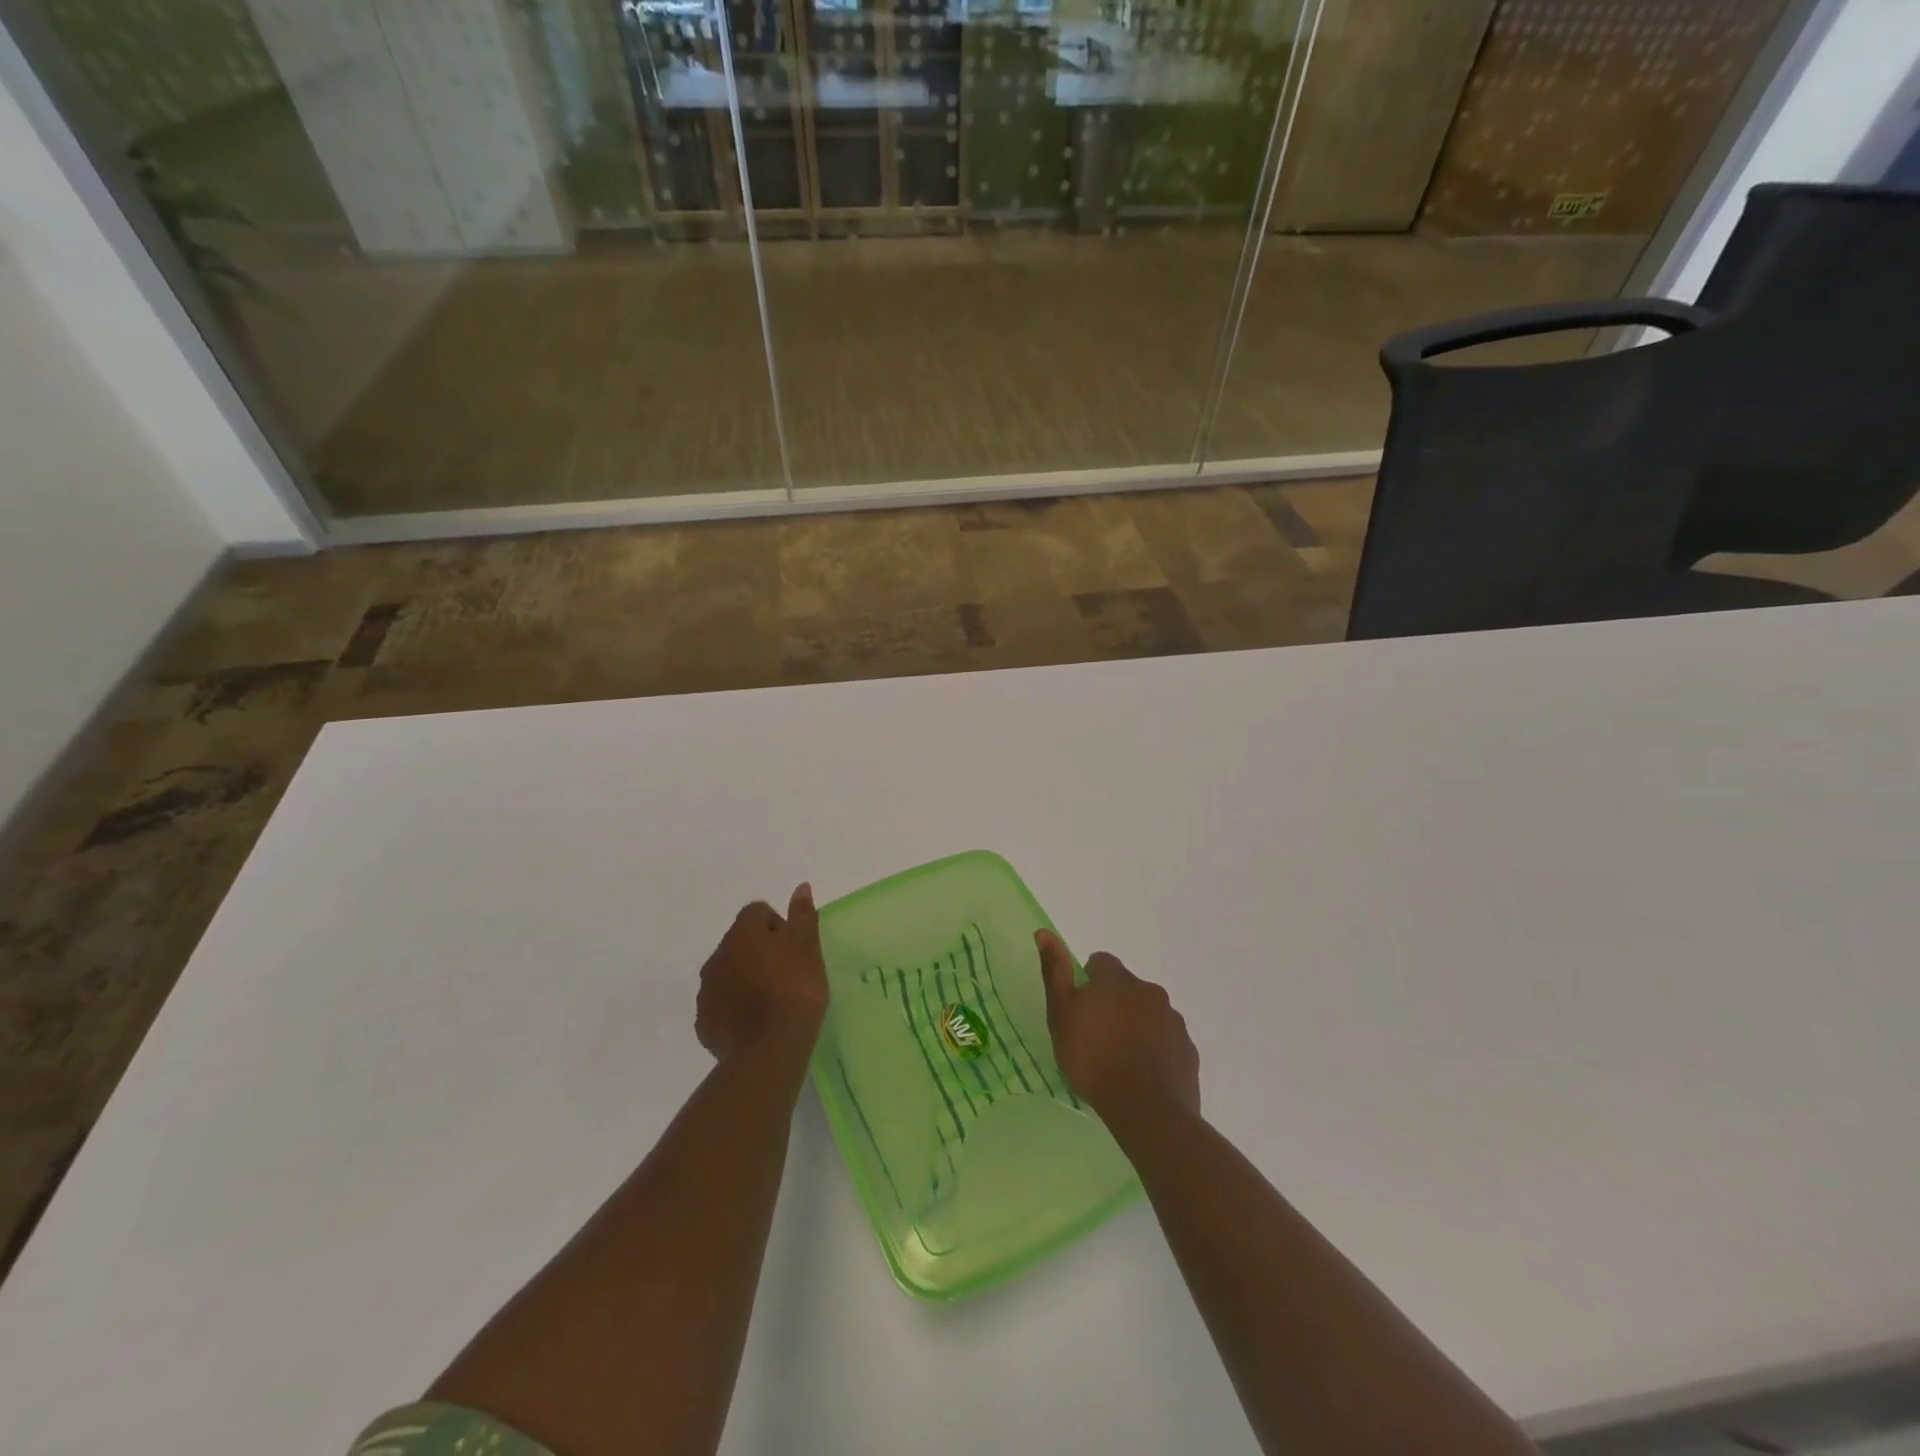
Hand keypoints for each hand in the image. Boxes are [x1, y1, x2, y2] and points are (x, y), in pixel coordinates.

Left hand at [696, 885, 828, 1061]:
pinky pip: (721, 1004)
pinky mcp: (704, 1022)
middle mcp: (717, 956)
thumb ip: (802, 917)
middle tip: (787, 974)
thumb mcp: (808, 949)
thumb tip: (800, 887)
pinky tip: (756, 1023)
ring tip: (772, 1001)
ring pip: (728, 973)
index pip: (757, 912)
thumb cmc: (795, 991)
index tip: (795, 949)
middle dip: (760, 952)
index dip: (778, 926)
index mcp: (742, 934)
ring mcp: (707, 991)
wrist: (770, 1050)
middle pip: (740, 942)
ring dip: (746, 978)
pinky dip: (735, 1007)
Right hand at [1036, 930, 1199, 1121]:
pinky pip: (1167, 1041)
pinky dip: (1155, 1049)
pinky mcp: (1187, 1049)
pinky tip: (1142, 1074)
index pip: (1102, 963)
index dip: (1089, 981)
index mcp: (1117, 980)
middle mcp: (1149, 991)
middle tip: (1097, 1036)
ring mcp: (1173, 1020)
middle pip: (1127, 989)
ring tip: (1120, 1059)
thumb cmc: (1093, 1058)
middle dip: (1114, 1004)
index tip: (1081, 1007)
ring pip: (1149, 1014)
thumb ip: (1055, 972)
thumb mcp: (1061, 1014)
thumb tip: (1044, 932)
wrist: (1146, 1109)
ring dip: (1136, 1026)